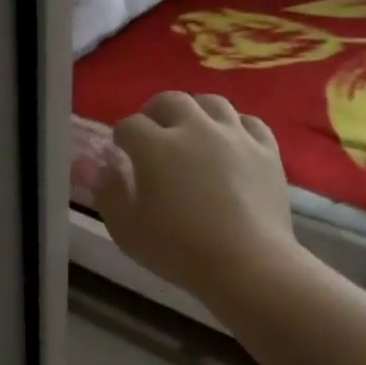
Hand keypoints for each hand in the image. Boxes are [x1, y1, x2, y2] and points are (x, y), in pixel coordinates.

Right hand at [94, 92, 297, 300]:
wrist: (247, 264)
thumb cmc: (178, 250)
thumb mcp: (126, 230)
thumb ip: (107, 193)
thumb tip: (100, 167)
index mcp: (155, 146)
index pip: (129, 125)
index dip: (121, 137)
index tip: (120, 153)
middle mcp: (194, 128)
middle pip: (169, 101)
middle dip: (154, 113)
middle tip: (152, 135)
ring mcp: (234, 135)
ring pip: (211, 102)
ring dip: (194, 111)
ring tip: (190, 130)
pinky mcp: (266, 149)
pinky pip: (248, 122)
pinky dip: (233, 126)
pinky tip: (229, 141)